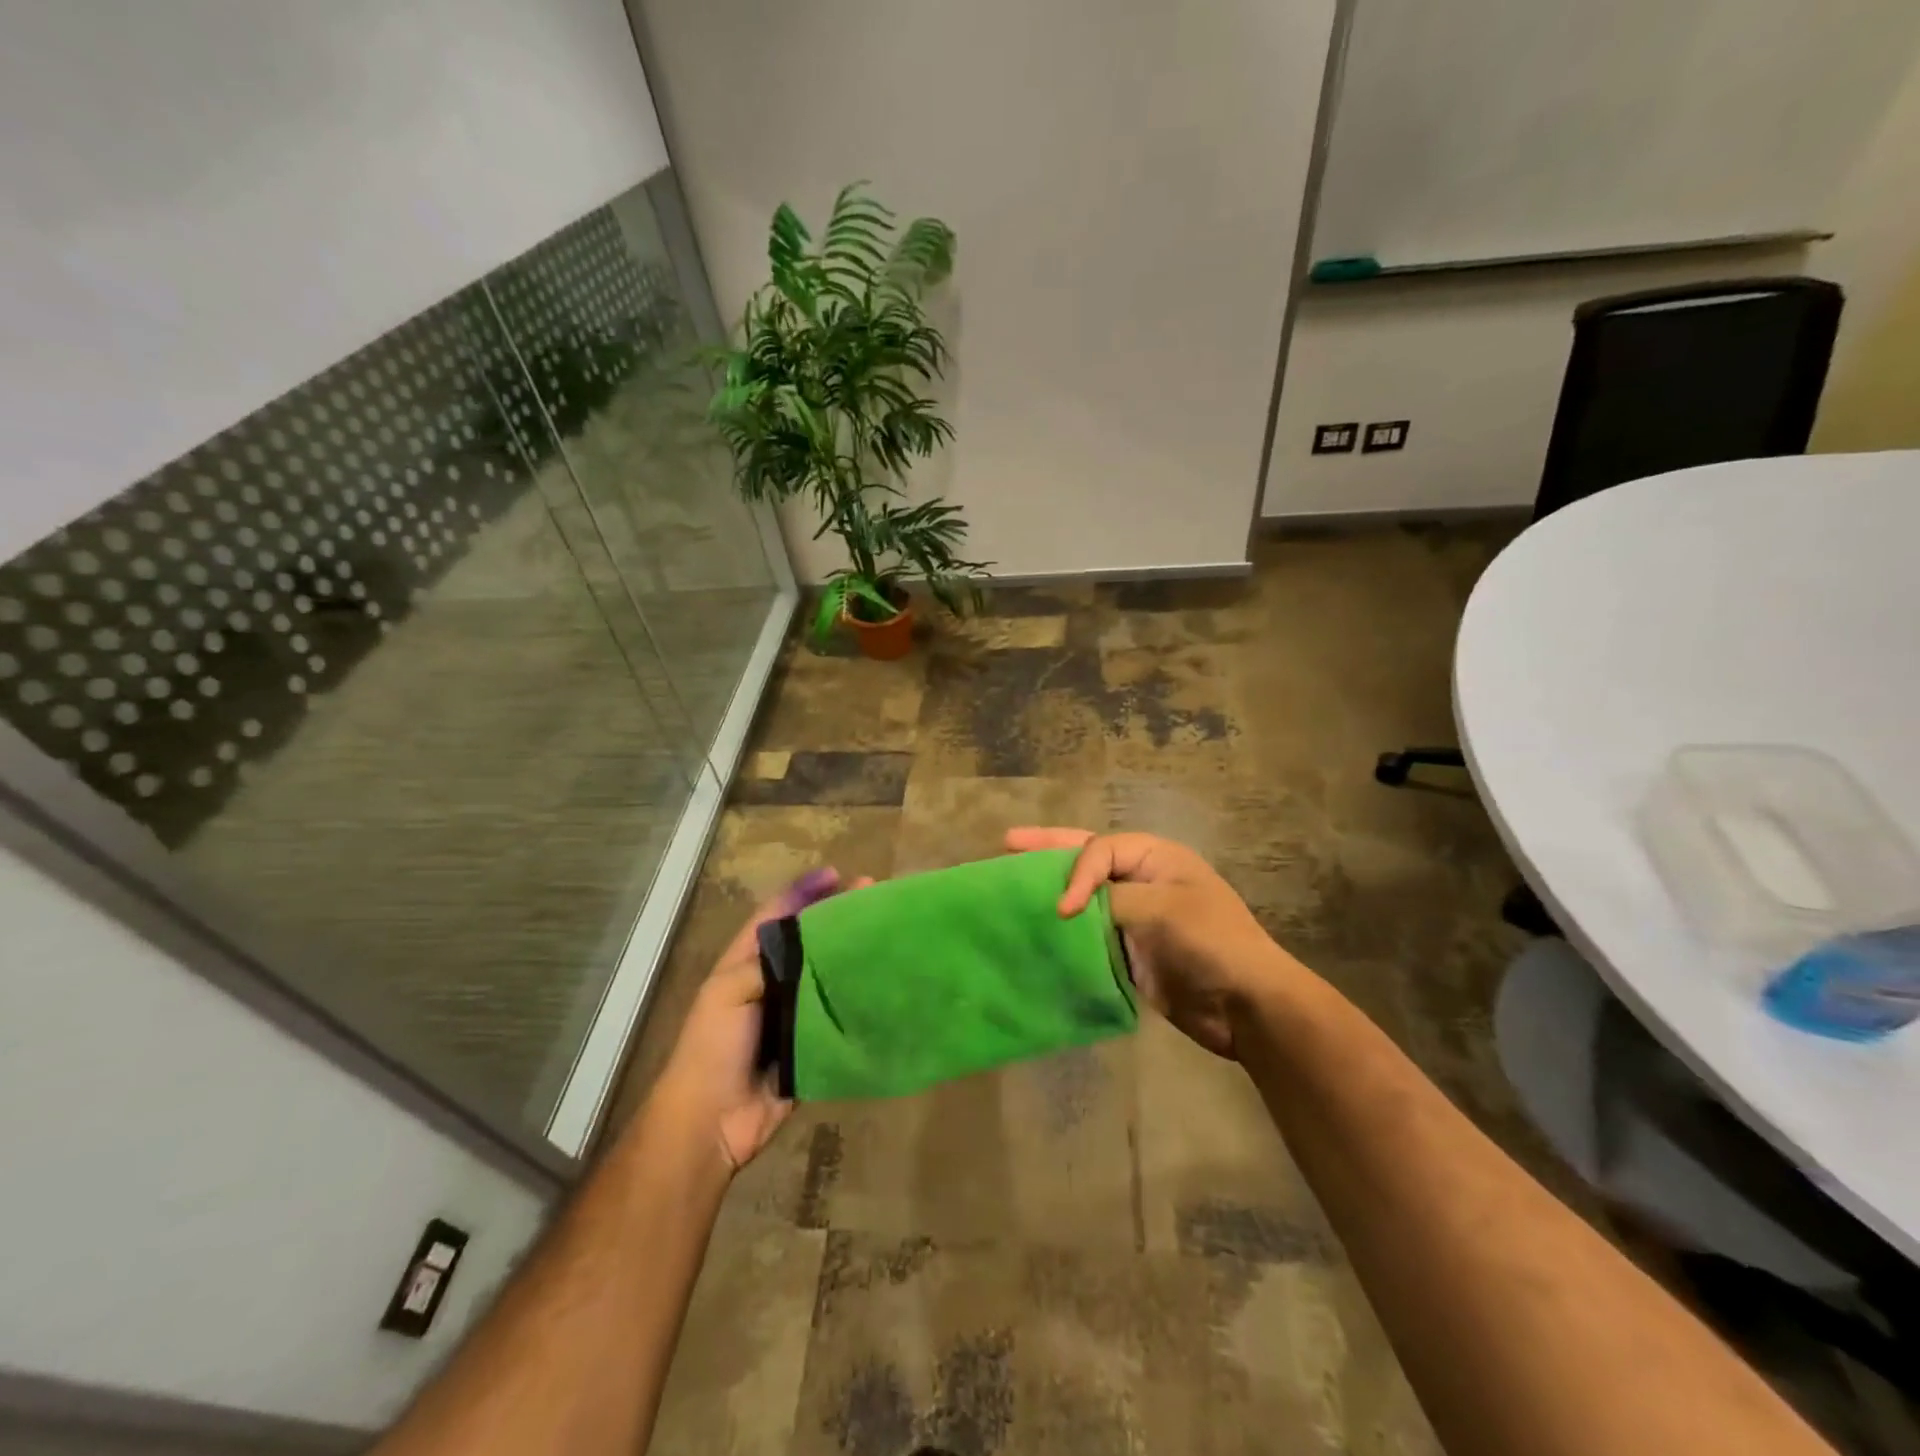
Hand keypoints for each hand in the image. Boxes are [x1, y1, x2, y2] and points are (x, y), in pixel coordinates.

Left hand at [654, 868, 870, 1171]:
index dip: (803, 892)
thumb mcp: (728, 992)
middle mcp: (772, 983)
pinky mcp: (811, 1045)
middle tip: (873, 897)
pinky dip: (858, 1000)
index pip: (777, 915)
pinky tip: (884, 986)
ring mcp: (792, 1015)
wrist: (712, 1121)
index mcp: (746, 963)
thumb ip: (768, 962)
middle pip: (809, 941)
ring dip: (853, 956)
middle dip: (837, 917)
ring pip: (828, 976)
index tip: (836, 874)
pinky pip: (839, 1016)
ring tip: (885, 933)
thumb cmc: (714, 1046)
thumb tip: (813, 944)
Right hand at [1005, 827, 1300, 1059]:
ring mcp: (1134, 917)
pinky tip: (1036, 934)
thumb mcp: (1161, 908)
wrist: (1246, 1005)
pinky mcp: (1128, 952)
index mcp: (1154, 857)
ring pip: (1083, 898)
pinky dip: (1064, 934)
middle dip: (1046, 852)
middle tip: (1005, 844)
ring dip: (1050, 892)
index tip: (1063, 910)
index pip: (1098, 850)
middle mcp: (1140, 880)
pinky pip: (1088, 936)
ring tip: (1009, 885)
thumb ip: (1110, 900)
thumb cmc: (1210, 942)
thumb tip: (1067, 910)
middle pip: (1085, 859)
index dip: (1073, 872)